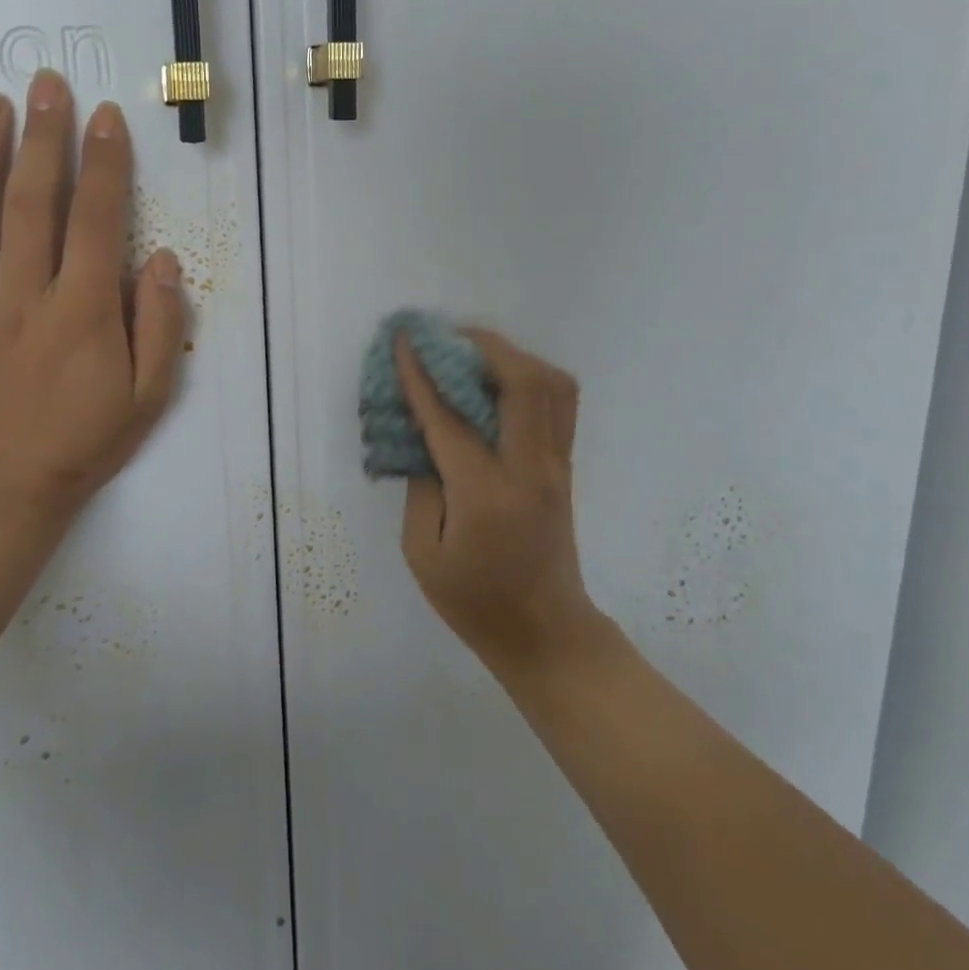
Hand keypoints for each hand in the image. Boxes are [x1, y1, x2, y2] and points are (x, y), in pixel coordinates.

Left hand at [0, 69, 186, 548]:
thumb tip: (163, 259)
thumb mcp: (147, 397)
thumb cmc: (81, 445)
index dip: (104, 164)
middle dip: (44, 137)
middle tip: (46, 84)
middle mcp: (23, 296)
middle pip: (33, 202)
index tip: (105, 118)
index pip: (96, 220)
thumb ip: (161, 326)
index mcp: (82, 312)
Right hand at [394, 329, 598, 671]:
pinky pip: (558, 404)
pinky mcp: (564, 467)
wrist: (547, 634)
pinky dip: (530, 377)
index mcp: (486, 494)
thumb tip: (423, 438)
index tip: (404, 341)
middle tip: (446, 336)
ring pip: (552, 385)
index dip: (422, 375)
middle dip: (483, 346)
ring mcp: (556, 466)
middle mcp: (530, 470)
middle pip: (523, 382)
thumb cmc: (475, 602)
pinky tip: (499, 381)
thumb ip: (420, 487)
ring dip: (512, 356)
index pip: (450, 418)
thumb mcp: (423, 553)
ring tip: (473, 351)